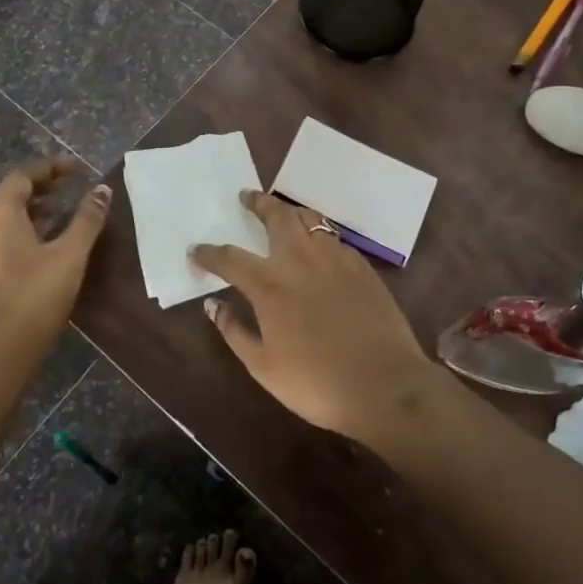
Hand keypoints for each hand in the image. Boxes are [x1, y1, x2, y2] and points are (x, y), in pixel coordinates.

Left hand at [0, 160, 110, 343]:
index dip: (49, 167)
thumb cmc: (36, 293)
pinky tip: (49, 245)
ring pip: (7, 218)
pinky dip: (27, 230)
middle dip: (42, 186)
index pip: (22, 176)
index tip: (76, 168)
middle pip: (12, 195)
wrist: (1, 350)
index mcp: (1, 214)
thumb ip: (87, 219)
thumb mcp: (70, 254)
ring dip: (35, 209)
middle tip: (70, 186)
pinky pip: (6, 238)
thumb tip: (102, 189)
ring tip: (64, 212)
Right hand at [191, 191, 440, 444]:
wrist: (386, 387)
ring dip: (289, 210)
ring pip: (309, 219)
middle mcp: (300, 261)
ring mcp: (335, 260)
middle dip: (258, 203)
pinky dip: (318, 231)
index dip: (209, 253)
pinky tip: (317, 244)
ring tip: (281, 212)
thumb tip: (213, 305)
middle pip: (276, 217)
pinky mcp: (362, 267)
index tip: (196, 250)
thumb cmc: (318, 383)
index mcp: (270, 285)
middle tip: (246, 197)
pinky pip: (333, 237)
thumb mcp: (264, 368)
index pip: (230, 258)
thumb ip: (235, 331)